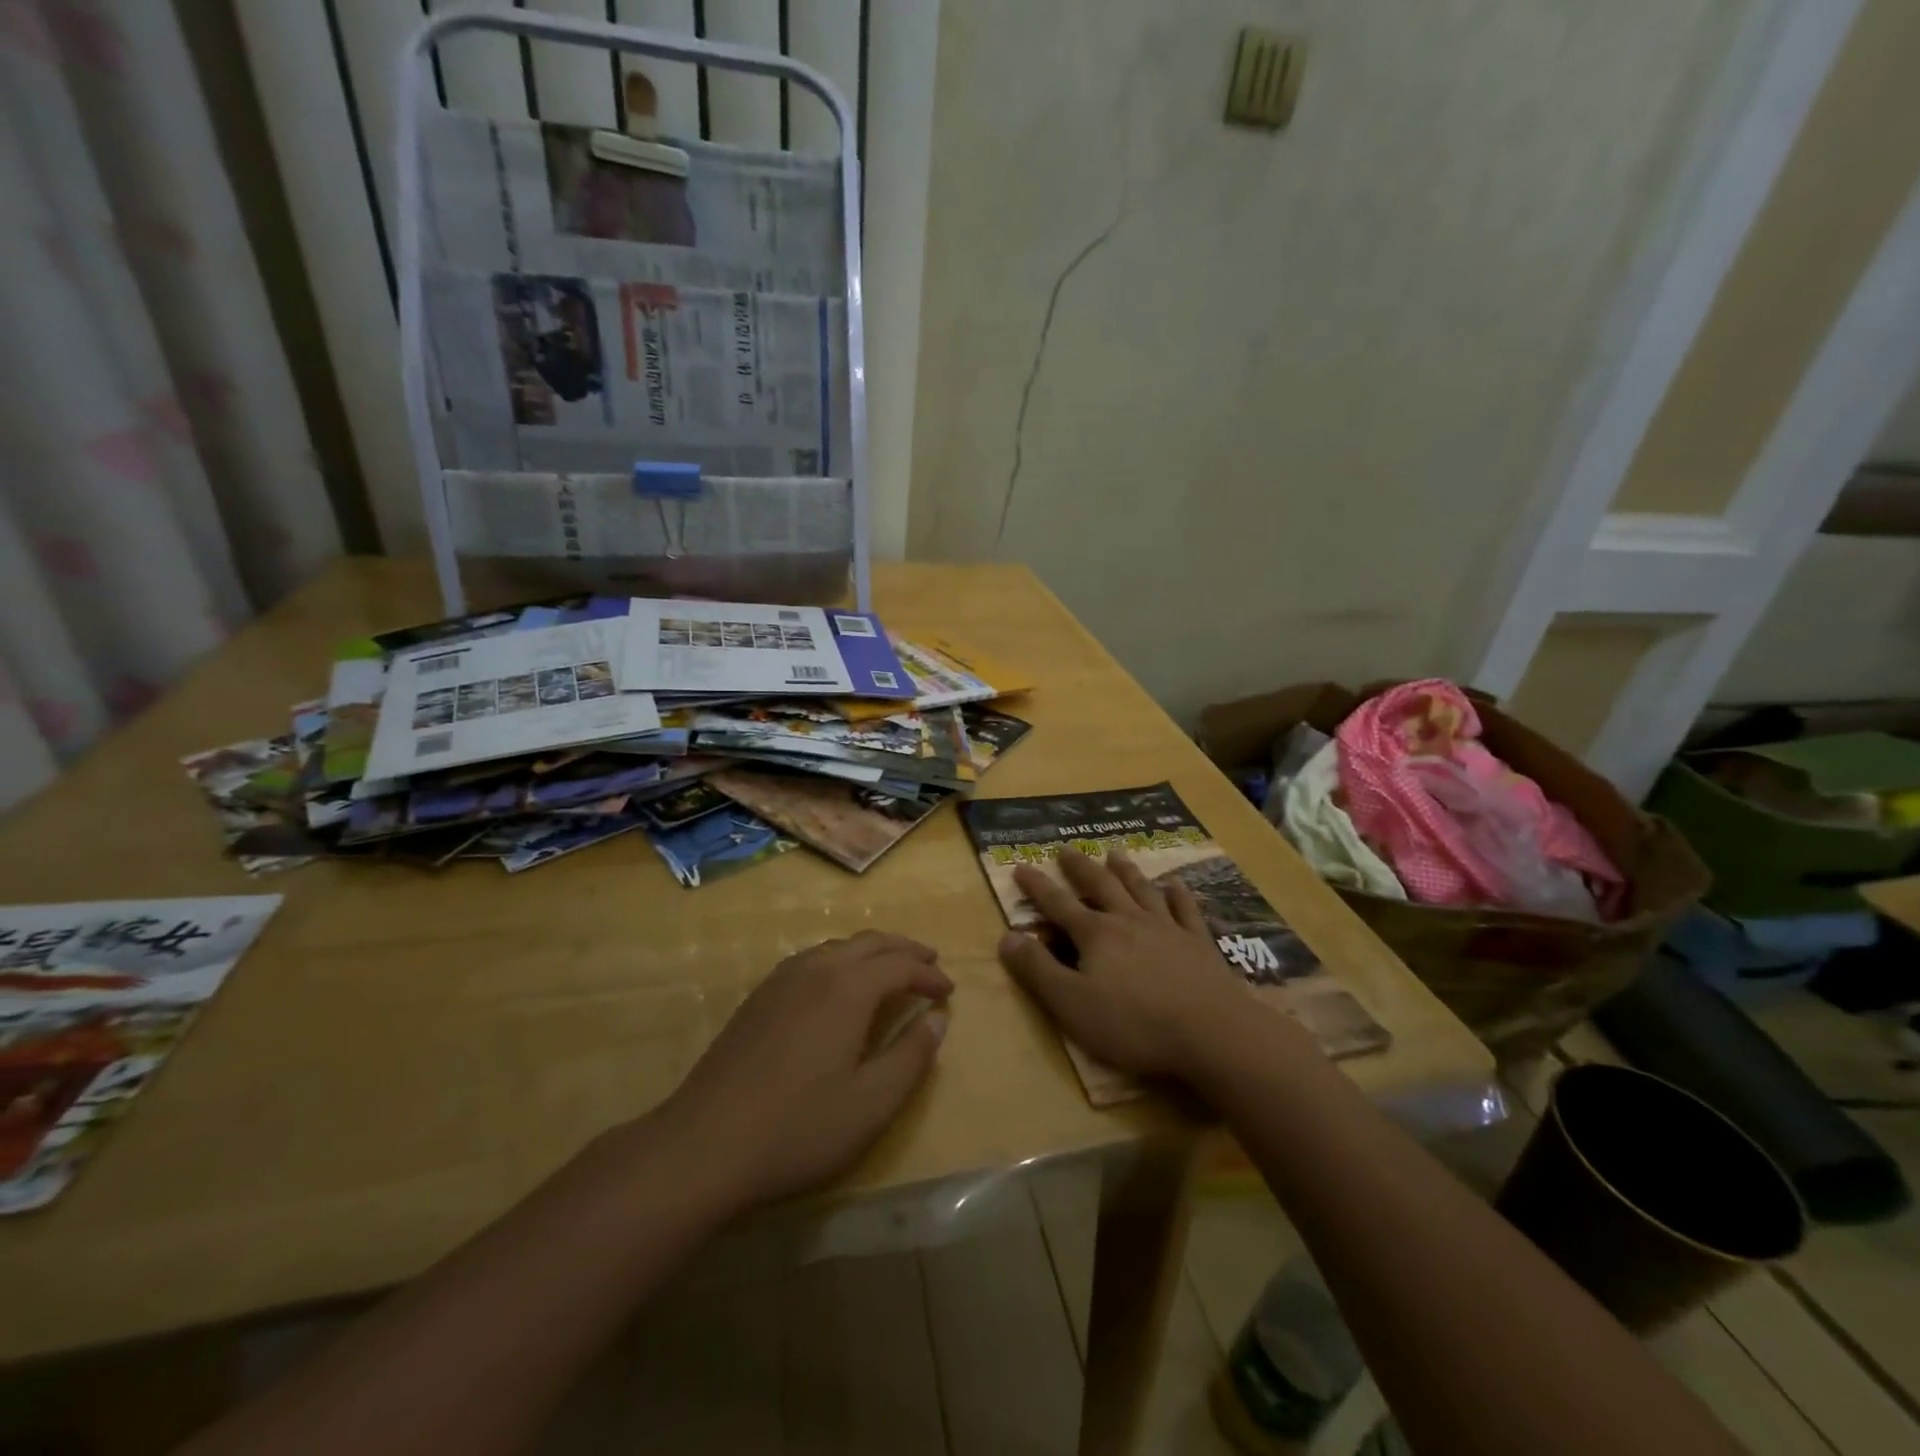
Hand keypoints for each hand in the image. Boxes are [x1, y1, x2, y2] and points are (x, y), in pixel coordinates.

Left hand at [654, 931, 951, 1213]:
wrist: (704, 1143)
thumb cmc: (798, 1127)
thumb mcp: (871, 1104)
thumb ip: (911, 1057)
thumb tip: (937, 1020)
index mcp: (848, 988)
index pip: (900, 965)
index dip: (929, 974)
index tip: (949, 991)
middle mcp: (816, 969)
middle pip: (870, 942)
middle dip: (904, 949)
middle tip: (930, 961)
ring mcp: (782, 979)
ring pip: (838, 946)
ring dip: (872, 952)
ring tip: (890, 969)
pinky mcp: (759, 997)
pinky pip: (812, 959)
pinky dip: (841, 960)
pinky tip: (839, 985)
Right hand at [997, 849, 1265, 1081]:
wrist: (1211, 1032)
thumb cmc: (1133, 1023)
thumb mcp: (1071, 1004)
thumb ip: (1037, 970)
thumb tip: (1006, 936)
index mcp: (1096, 935)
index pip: (1058, 904)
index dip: (1037, 887)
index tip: (1021, 866)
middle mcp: (1129, 920)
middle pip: (1100, 886)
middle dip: (1080, 867)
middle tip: (1066, 849)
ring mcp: (1167, 928)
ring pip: (1141, 889)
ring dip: (1125, 870)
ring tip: (1115, 854)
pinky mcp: (1199, 943)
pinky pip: (1185, 910)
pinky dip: (1178, 895)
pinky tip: (1175, 884)